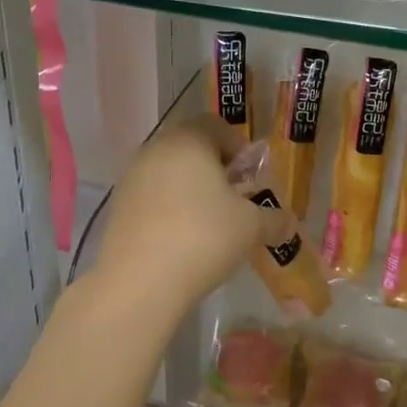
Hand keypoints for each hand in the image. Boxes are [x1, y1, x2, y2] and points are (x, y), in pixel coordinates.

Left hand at [94, 119, 280, 313]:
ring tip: (209, 223)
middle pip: (190, 147)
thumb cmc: (204, 238)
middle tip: (234, 199)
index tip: (250, 176)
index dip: (238, 146)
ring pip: (168, 172)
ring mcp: (131, 178)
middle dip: (214, 169)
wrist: (140, 281)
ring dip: (190, 189)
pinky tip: (182, 238)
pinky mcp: (118, 207)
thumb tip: (288, 222)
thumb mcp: (251, 228)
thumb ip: (273, 219)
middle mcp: (155, 150)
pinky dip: (168, 208)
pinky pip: (151, 197)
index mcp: (189, 141)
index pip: (216, 125)